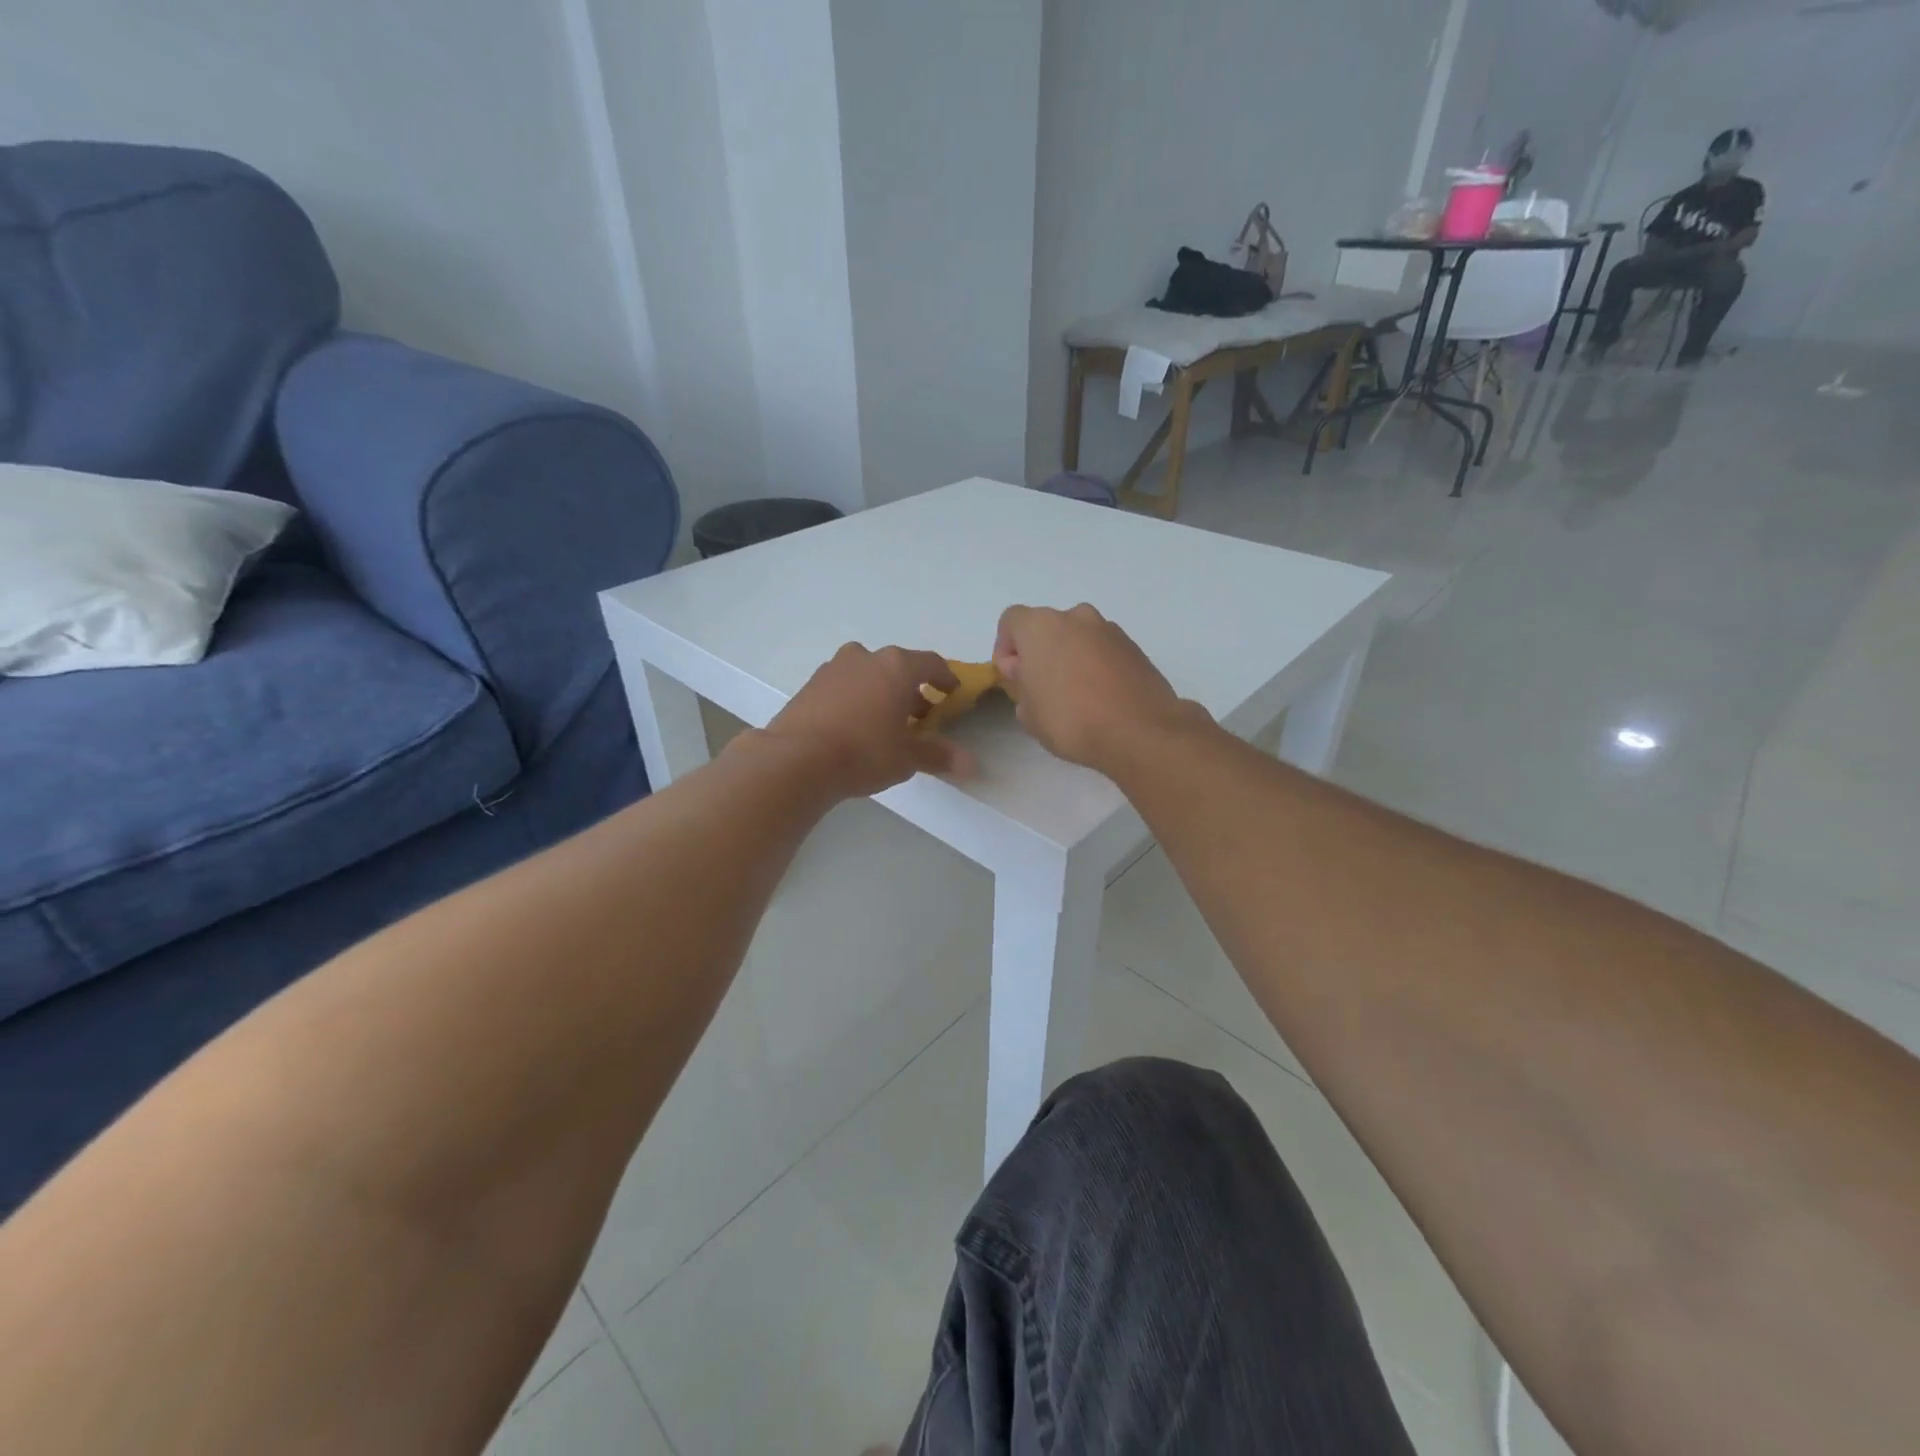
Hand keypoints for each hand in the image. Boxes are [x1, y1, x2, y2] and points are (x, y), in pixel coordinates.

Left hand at [759, 644, 972, 798]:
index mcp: (896, 666)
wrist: (795, 759)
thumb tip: (971, 764)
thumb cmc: (863, 752)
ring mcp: (833, 668)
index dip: (945, 678)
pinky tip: (854, 727)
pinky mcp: (810, 685)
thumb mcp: (907, 757)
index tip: (952, 693)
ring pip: (867, 674)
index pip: (931, 663)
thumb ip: (938, 755)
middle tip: (920, 715)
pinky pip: (843, 686)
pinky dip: (855, 699)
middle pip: (897, 667)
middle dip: (911, 689)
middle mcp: (865, 658)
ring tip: (885, 722)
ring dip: (881, 692)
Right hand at [992, 604, 1192, 771]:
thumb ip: (1020, 687)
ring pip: (1078, 638)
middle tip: (1042, 689)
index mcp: (1041, 626)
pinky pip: (1103, 651)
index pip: (1011, 621)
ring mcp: (1109, 630)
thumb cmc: (1071, 719)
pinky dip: (1097, 667)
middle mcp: (1076, 617)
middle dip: (1041, 653)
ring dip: (1070, 658)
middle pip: (1047, 628)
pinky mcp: (1135, 648)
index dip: (1005, 648)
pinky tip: (1100, 700)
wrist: (1140, 731)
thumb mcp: (1028, 714)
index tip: (1013, 678)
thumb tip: (1028, 676)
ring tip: (1075, 697)